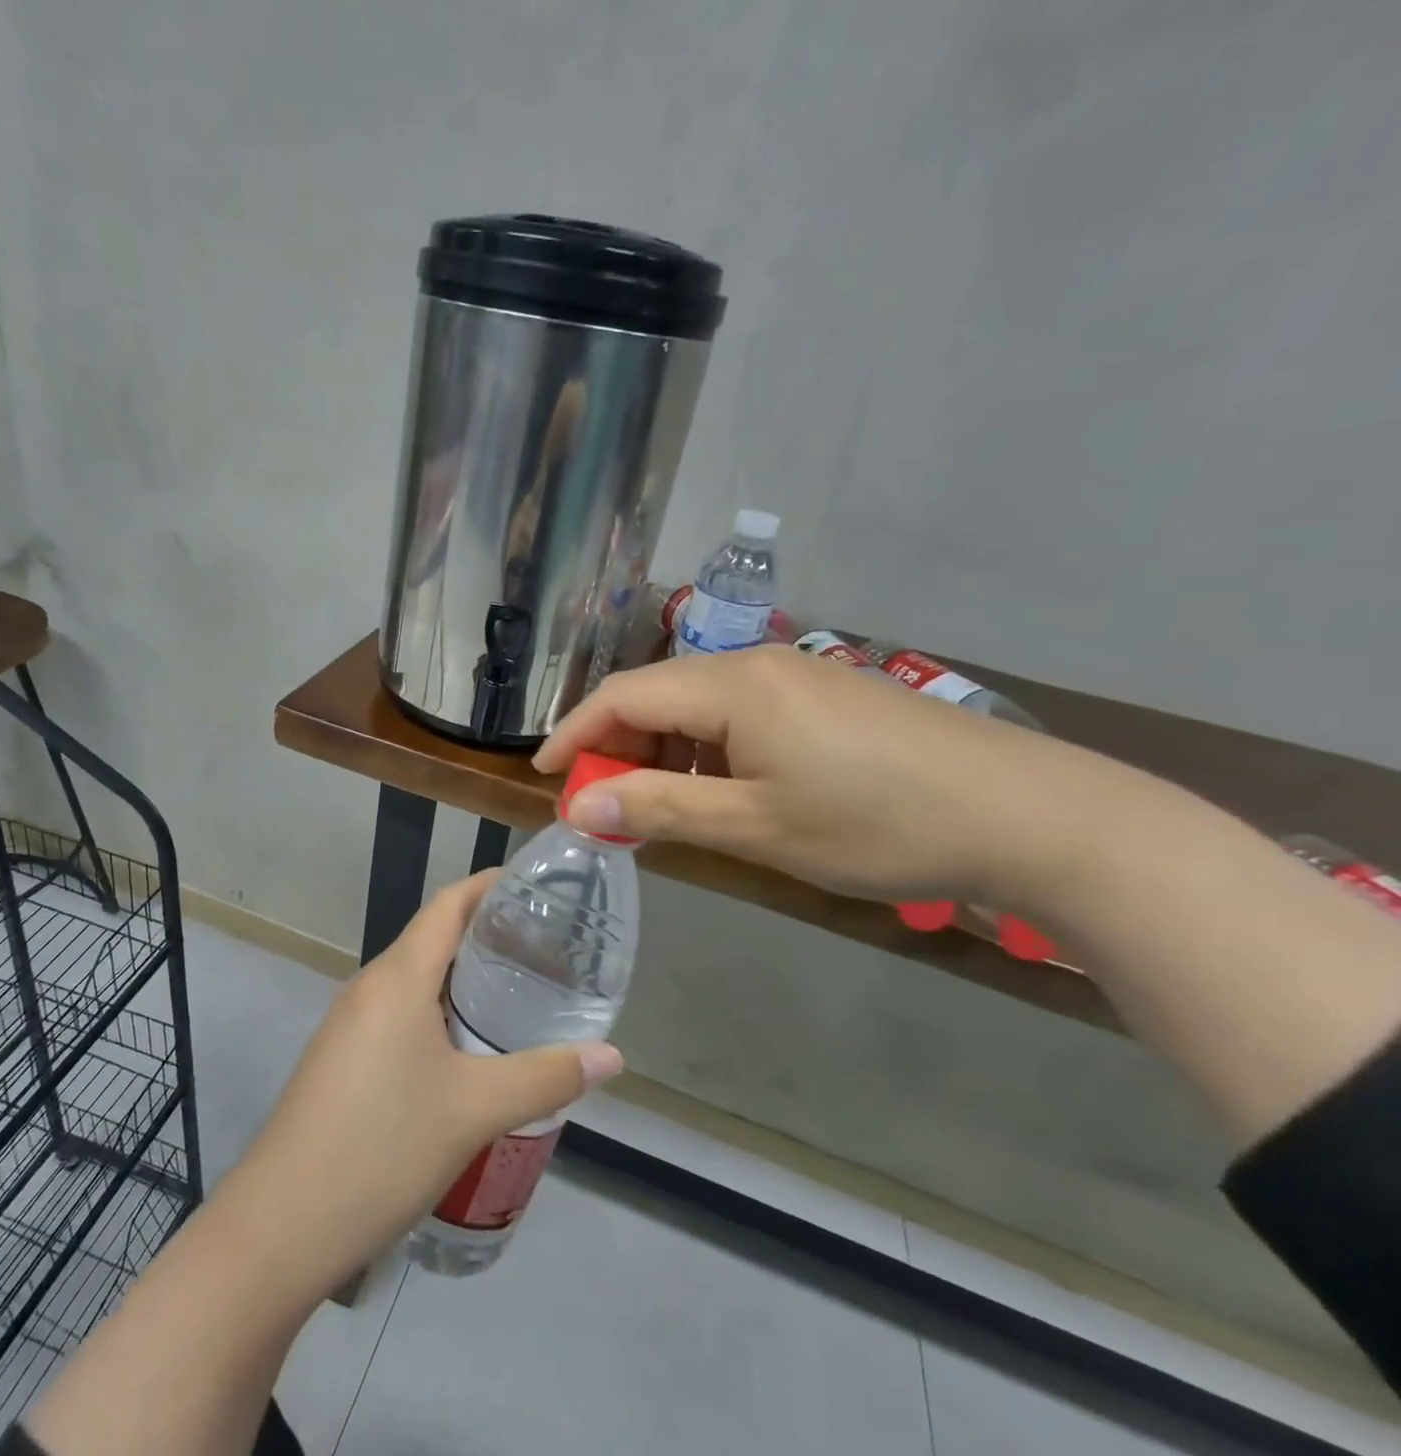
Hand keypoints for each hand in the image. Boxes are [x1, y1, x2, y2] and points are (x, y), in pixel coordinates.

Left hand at [213, 872, 623, 1302]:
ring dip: (464, 980)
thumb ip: (546, 1077)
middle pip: (433, 939)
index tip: (536, 890)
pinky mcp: (341, 1058)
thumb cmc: (383, 1147)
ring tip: (518, 997)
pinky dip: (439, 1013)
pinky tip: (469, 1051)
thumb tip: (612, 1056)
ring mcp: (349, 1023)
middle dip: (487, 937)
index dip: (489, 887)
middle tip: (546, 951)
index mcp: (397, 977)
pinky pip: (399, 1014)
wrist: (281, 1225)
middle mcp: (369, 986)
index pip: (447, 905)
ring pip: (416, 981)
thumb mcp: (475, 1110)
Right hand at [535, 646, 1071, 908]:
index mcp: (734, 685)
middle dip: (618, 746)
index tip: (544, 775)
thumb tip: (579, 806)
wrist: (1031, 816)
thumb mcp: (756, 826)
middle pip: (658, 694)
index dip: (576, 733)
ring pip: (699, 705)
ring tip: (655, 807)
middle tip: (602, 804)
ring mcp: (798, 676)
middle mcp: (758, 664)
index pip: (624, 695)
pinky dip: (707, 751)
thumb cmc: (879, 824)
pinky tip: (718, 791)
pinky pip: (740, 714)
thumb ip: (661, 810)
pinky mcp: (826, 698)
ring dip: (663, 751)